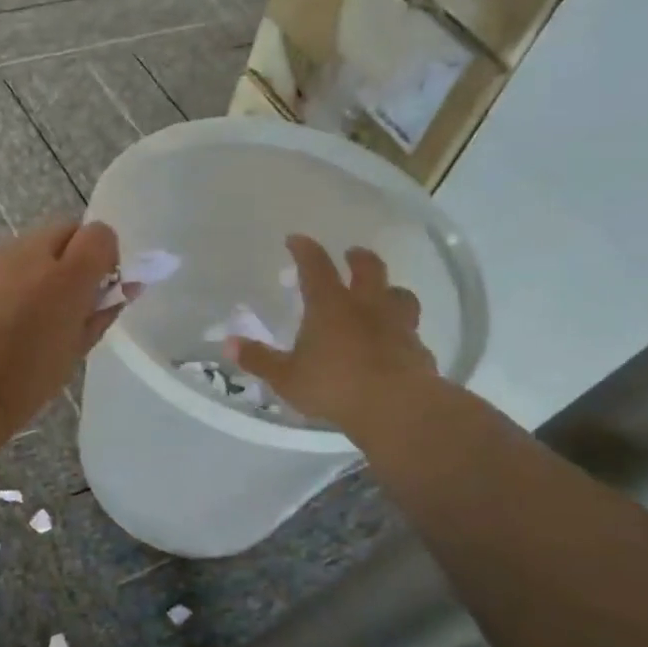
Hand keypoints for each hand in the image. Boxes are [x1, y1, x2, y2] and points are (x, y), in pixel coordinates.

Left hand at [0, 220, 121, 440]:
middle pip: (62, 233)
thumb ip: (103, 310)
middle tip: (63, 299)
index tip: (97, 286)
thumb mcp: (77, 349)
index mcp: (67, 277)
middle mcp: (29, 255)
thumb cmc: (28, 380)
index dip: (103, 256)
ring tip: (22, 313)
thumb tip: (127, 286)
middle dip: (69, 257)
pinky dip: (1, 281)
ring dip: (34, 269)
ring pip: (26, 248)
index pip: (99, 235)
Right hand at [229, 235, 437, 437]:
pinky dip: (403, 331)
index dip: (305, 249)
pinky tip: (397, 342)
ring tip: (384, 293)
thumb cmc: (334, 386)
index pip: (315, 266)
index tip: (296, 239)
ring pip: (400, 295)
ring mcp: (397, 326)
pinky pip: (411, 332)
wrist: (397, 408)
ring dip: (390, 290)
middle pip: (368, 269)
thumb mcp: (286, 377)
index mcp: (330, 306)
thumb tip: (229, 344)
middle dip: (358, 258)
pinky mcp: (418, 350)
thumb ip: (259, 359)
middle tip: (352, 254)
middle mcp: (367, 306)